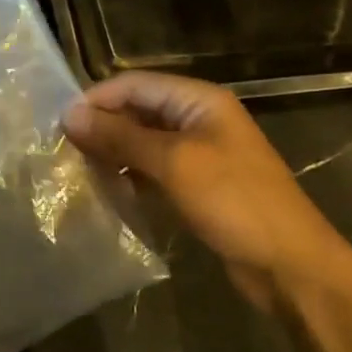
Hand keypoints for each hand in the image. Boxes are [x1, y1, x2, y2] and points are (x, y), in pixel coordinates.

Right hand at [64, 72, 351, 314]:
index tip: (60, 125)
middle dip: (103, 127)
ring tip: (79, 170)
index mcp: (198, 100)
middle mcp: (198, 119)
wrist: (291, 267)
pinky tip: (108, 191)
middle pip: (138, 110)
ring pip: (143, 142)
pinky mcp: (198, 185)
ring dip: (113, 152)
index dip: (97, 99)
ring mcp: (200, 153)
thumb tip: (70, 115)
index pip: (134, 84)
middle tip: (64, 150)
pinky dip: (130, 176)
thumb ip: (120, 136)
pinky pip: (154, 169)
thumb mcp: (173, 162)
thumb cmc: (234, 202)